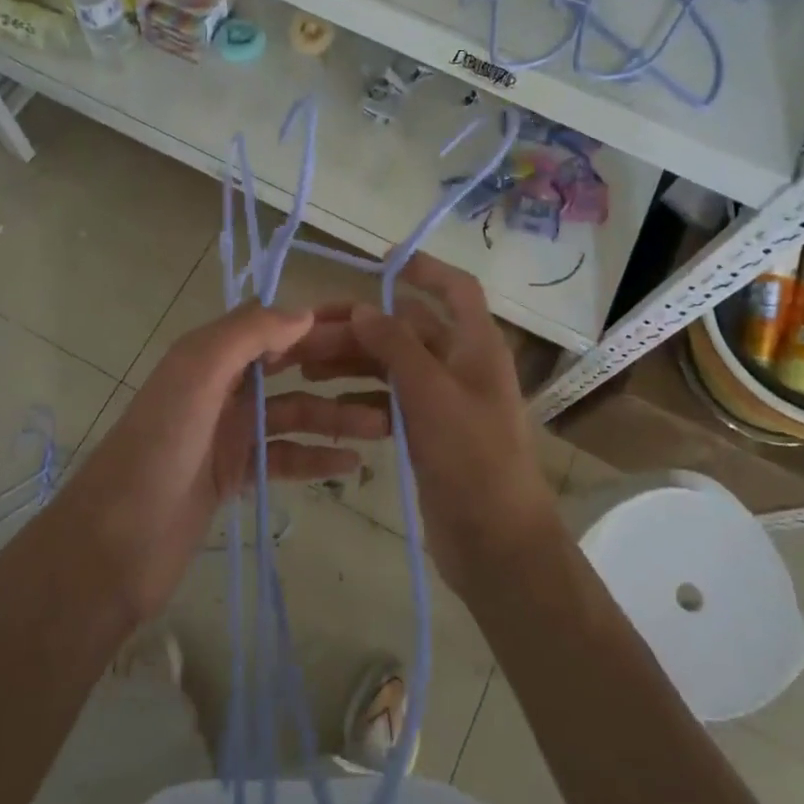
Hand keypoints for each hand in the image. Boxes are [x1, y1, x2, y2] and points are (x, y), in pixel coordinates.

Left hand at [46, 303, 391, 626]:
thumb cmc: (156, 451)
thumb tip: (305, 312)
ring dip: (338, 416)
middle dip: (340, 366)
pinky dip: (316, 458)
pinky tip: (351, 465)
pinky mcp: (234, 475)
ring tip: (387, 426)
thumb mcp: (195, 376)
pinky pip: (286, 457)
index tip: (375, 323)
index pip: (277, 324)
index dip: (323, 320)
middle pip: (292, 366)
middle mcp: (222, 387)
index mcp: (211, 355)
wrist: (111, 548)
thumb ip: (246, 335)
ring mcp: (229, 432)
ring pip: (295, 414)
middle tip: (396, 374)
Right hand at [292, 255, 560, 595]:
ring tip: (307, 369)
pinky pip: (392, 400)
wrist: (496, 542)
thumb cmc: (472, 458)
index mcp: (476, 346)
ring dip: (356, 360)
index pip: (456, 289)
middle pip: (410, 328)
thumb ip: (397, 345)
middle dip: (363, 326)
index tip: (381, 261)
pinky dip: (364, 395)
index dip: (424, 269)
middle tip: (308, 335)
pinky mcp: (430, 433)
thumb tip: (365, 308)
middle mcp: (462, 365)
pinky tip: (330, 401)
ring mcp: (446, 401)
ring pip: (395, 365)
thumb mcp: (431, 393)